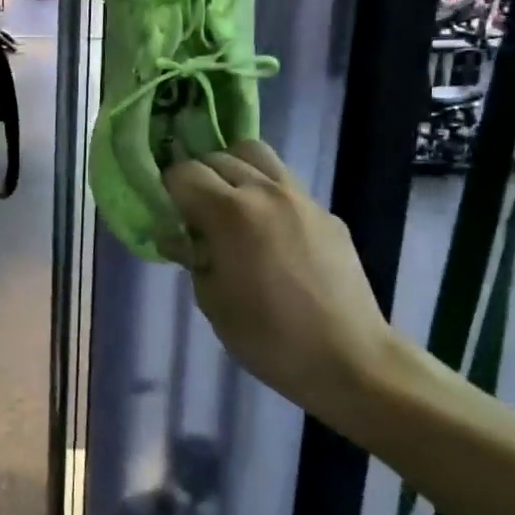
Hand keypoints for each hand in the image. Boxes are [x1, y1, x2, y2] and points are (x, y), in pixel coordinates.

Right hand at [162, 140, 393, 405]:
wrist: (349, 359)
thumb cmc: (268, 336)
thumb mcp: (212, 301)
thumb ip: (191, 257)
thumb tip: (179, 237)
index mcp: (230, 212)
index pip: (183, 173)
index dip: (166, 190)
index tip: (165, 214)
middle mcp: (265, 191)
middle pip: (217, 157)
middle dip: (197, 178)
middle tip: (192, 214)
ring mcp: (301, 198)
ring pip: (256, 155)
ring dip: (232, 171)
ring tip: (229, 207)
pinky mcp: (326, 212)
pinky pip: (285, 184)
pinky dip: (265, 193)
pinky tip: (268, 233)